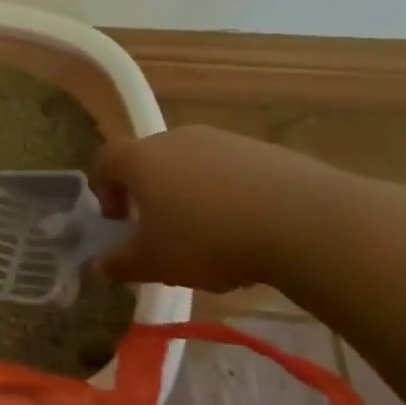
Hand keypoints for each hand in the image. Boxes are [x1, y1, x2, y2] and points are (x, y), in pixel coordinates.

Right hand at [91, 125, 361, 291]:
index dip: (103, 189)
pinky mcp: (266, 150)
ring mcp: (224, 140)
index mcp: (141, 159)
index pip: (104, 160)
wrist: (307, 223)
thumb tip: (98, 265)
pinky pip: (231, 170)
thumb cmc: (208, 239)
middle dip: (147, 192)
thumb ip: (120, 263)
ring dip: (189, 193)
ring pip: (192, 164)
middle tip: (159, 229)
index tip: (117, 221)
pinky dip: (228, 194)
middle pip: (149, 159)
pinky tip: (247, 228)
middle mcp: (177, 139)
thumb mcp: (154, 263)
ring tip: (208, 233)